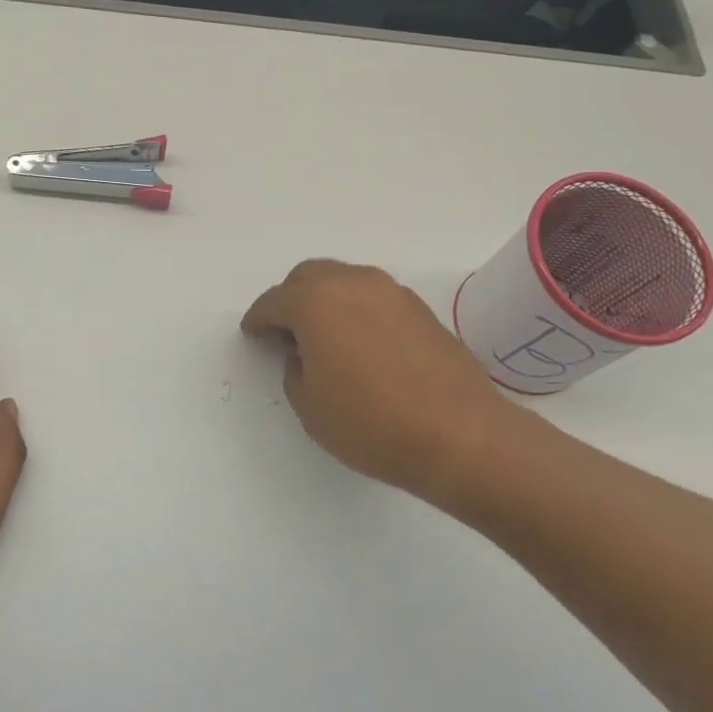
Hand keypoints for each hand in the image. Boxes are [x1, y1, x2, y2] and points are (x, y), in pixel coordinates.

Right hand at [241, 259, 532, 507]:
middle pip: (309, 277)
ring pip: (345, 282)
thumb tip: (305, 354)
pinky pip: (373, 298)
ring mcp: (392, 292)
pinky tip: (359, 344)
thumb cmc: (370, 422)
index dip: (258, 319)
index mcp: (316, 302)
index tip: (253, 334)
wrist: (459, 434)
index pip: (274, 301)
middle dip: (291, 300)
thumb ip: (294, 369)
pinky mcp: (420, 309)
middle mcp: (353, 283)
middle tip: (285, 332)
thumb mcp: (309, 405)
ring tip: (323, 338)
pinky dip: (357, 311)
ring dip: (326, 302)